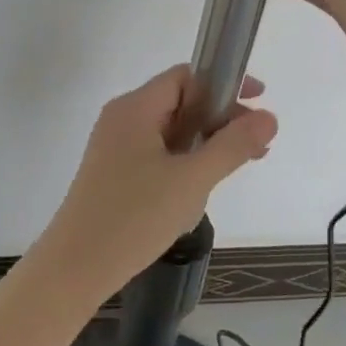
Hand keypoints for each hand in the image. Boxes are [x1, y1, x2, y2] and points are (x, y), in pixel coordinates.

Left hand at [31, 65, 276, 308]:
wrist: (76, 268)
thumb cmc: (134, 217)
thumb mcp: (192, 180)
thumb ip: (233, 146)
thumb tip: (269, 116)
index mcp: (135, 108)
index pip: (186, 77)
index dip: (225, 84)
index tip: (258, 103)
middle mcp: (122, 119)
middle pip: (180, 102)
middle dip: (220, 120)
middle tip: (256, 146)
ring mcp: (115, 148)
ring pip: (170, 132)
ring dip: (205, 144)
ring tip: (235, 168)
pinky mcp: (114, 174)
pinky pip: (157, 155)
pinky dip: (185, 162)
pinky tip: (200, 190)